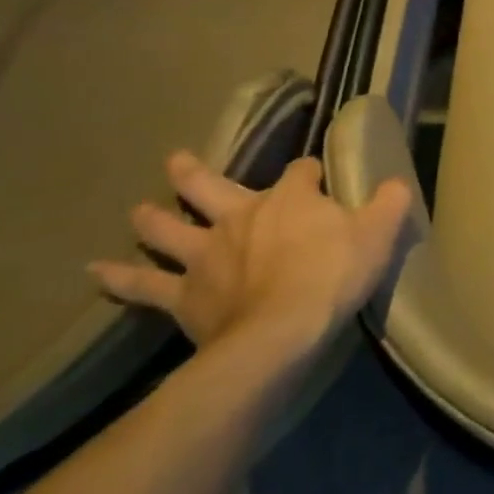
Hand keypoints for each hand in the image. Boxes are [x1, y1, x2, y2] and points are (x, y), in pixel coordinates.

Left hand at [90, 151, 410, 363]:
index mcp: (289, 199)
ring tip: (138, 211)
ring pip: (168, 228)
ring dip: (153, 217)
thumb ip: (390, 202)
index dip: (310, 174)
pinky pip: (143, 285)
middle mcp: (240, 216)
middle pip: (209, 186)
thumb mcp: (379, 233)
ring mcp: (205, 254)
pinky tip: (97, 272)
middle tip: (177, 161)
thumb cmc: (334, 275)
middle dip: (194, 174)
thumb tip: (396, 182)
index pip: (301, 172)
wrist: (282, 332)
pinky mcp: (183, 294)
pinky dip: (120, 278)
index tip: (318, 180)